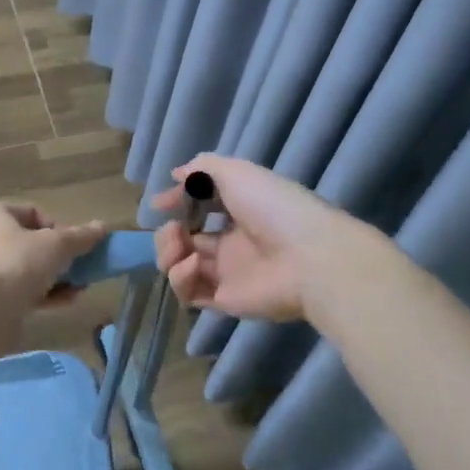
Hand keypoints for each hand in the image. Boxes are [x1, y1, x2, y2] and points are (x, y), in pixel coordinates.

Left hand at [0, 203, 105, 317]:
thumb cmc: (16, 264)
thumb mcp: (55, 245)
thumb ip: (80, 236)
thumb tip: (102, 226)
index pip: (33, 213)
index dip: (58, 228)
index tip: (74, 245)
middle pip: (31, 243)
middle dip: (60, 257)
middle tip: (80, 268)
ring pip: (28, 269)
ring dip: (56, 277)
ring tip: (80, 288)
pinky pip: (21, 291)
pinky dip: (44, 295)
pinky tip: (67, 302)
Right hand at [152, 155, 376, 320]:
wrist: (309, 257)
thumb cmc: (274, 207)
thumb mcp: (237, 172)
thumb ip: (202, 169)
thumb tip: (176, 175)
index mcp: (239, 210)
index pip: (200, 207)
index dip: (178, 203)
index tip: (159, 203)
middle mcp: (231, 242)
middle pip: (185, 239)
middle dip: (168, 232)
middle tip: (174, 229)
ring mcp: (227, 273)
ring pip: (181, 266)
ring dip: (168, 253)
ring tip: (180, 246)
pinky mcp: (224, 300)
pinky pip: (189, 293)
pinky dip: (180, 279)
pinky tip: (191, 265)